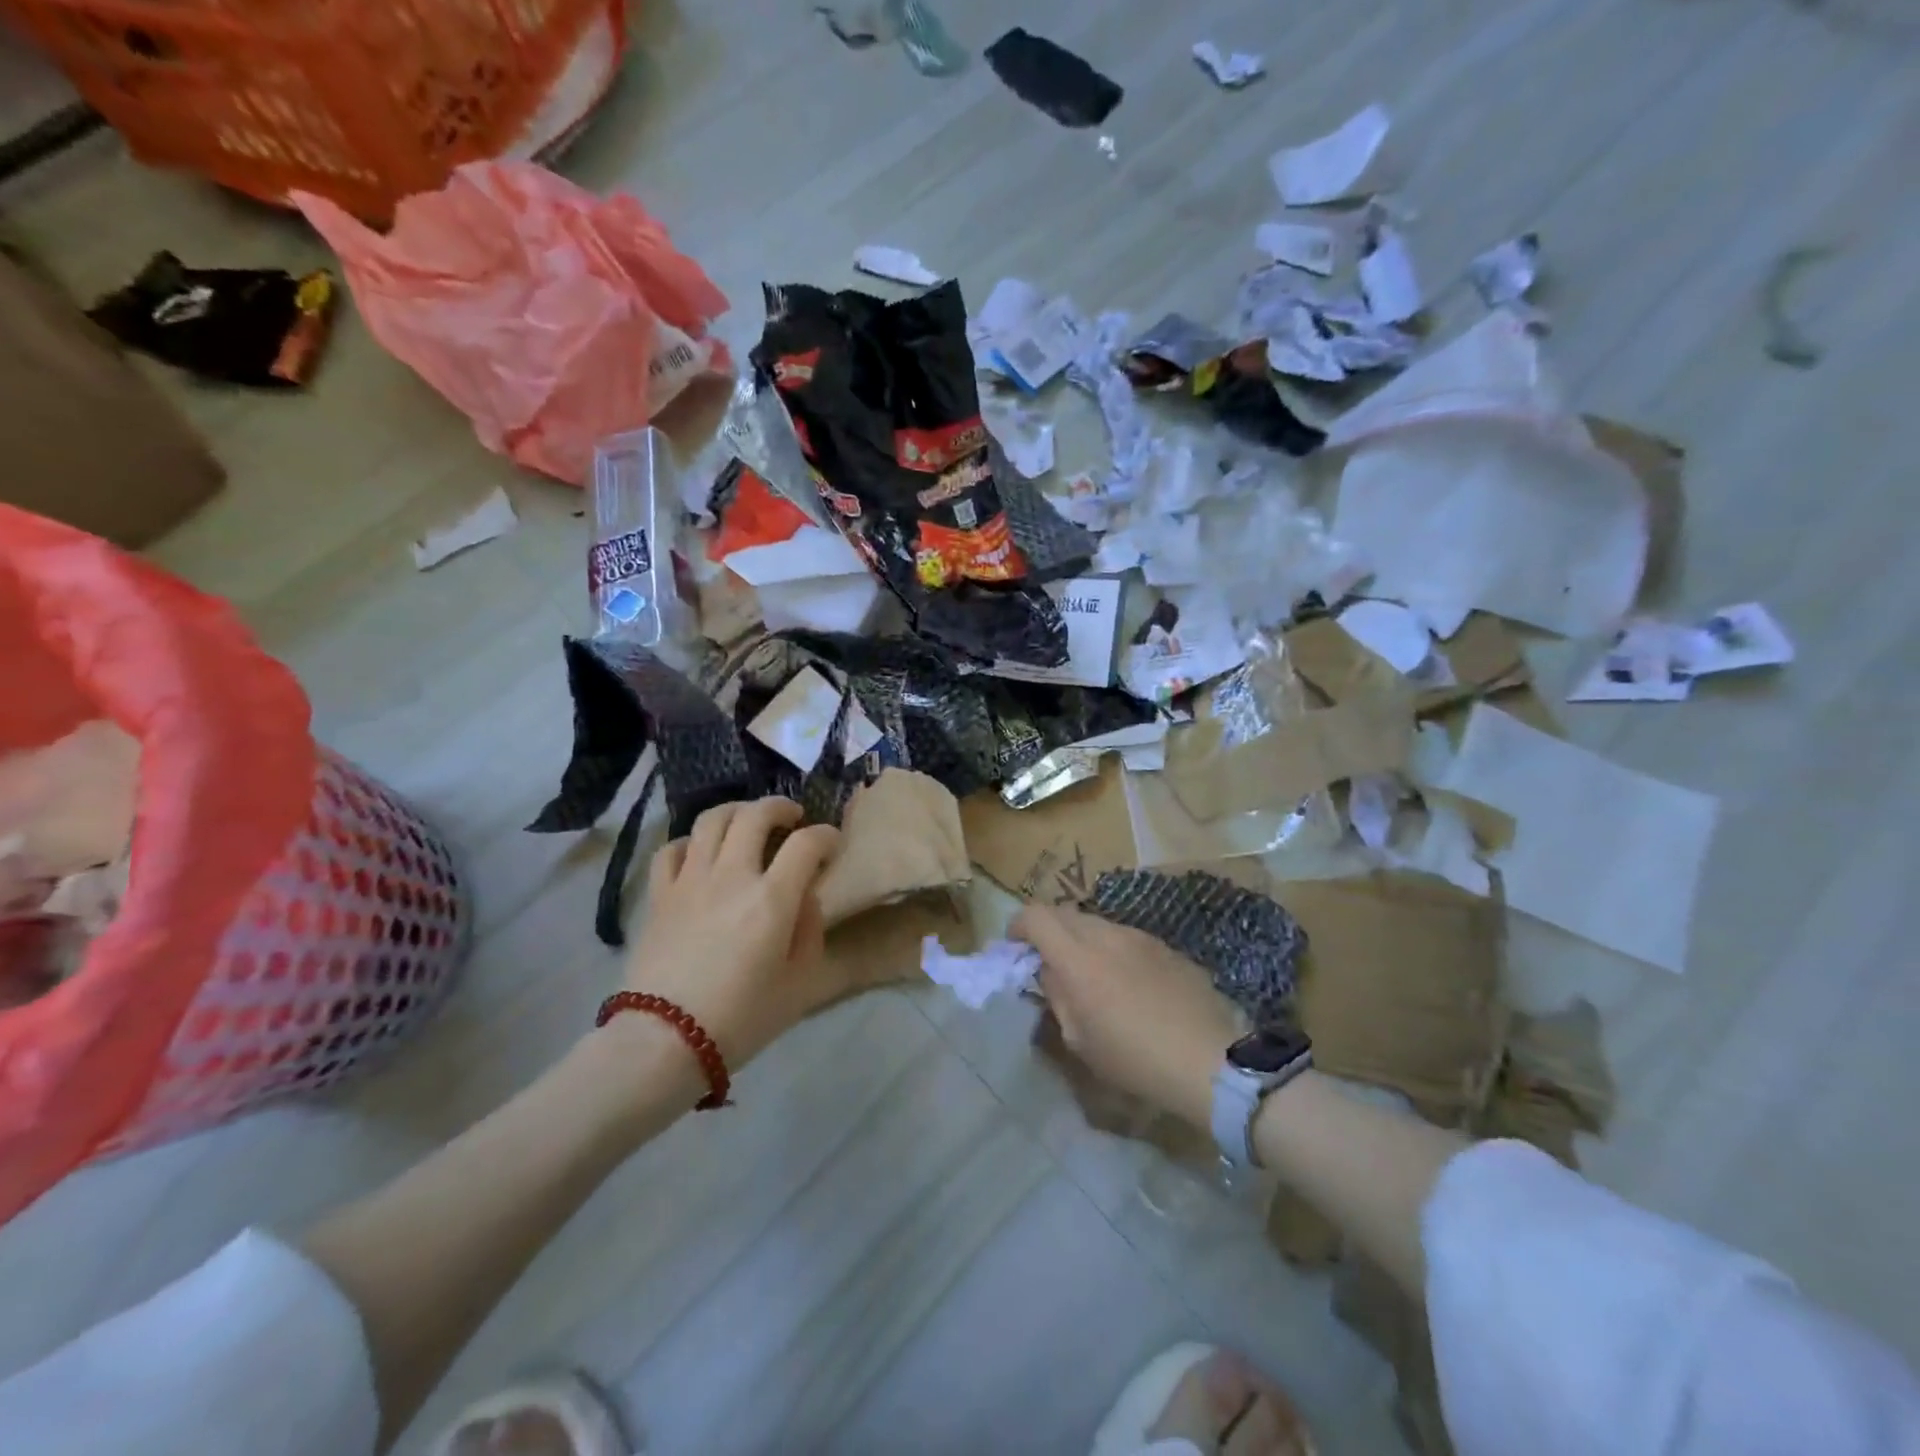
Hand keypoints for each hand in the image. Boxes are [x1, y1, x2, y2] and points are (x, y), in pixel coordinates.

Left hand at [616, 798, 841, 1070]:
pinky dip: (690, 842)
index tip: (832, 843)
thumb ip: (810, 931)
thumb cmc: (740, 1019)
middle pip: (755, 815)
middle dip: (780, 807)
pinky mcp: (659, 895)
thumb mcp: (799, 984)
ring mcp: (690, 881)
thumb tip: (805, 898)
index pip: (806, 843)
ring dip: (737, 812)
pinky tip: (700, 853)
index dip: (826, 835)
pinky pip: (671, 849)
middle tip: (792, 818)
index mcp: (772, 899)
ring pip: (711, 820)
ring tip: (748, 822)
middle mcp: (731, 876)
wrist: (663, 1043)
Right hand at [1012, 904, 1239, 1130]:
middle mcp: (1106, 934)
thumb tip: (1050, 971)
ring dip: (1081, 939)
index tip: (1015, 947)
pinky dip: (1112, 949)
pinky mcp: (1164, 945)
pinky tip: (1126, 983)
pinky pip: (1126, 937)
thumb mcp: (1080, 1039)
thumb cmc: (1135, 1058)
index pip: (1036, 916)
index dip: (1018, 926)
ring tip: (1089, 974)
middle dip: (1048, 931)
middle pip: (1064, 913)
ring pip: (1096, 923)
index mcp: (1077, 958)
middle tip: (1048, 961)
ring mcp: (1139, 936)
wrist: (1209, 1059)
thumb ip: (1057, 995)